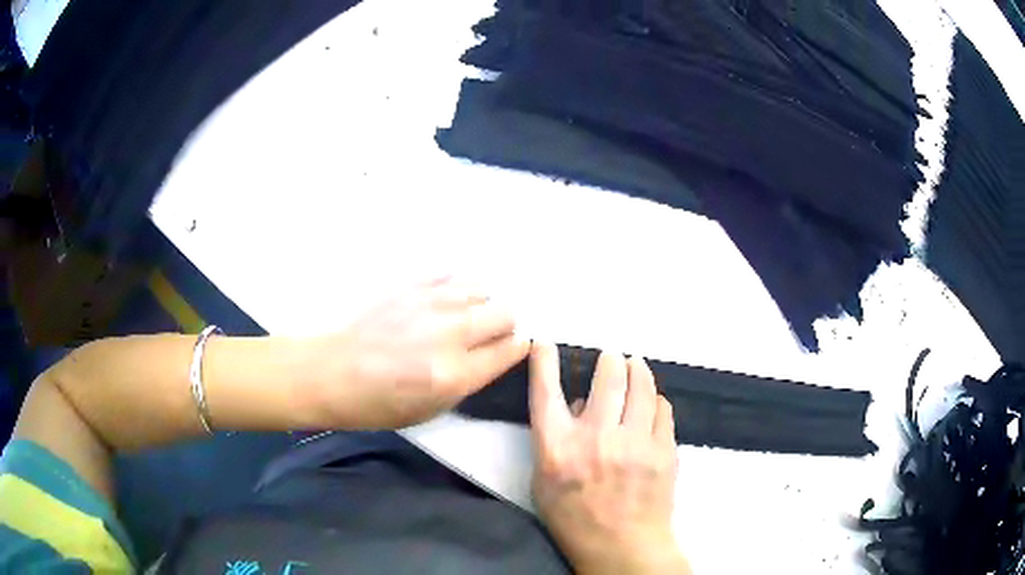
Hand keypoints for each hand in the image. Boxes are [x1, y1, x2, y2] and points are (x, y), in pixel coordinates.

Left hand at [307, 276, 529, 428]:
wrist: (331, 372)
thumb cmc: (379, 403)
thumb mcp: (432, 410)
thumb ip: (470, 380)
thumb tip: (496, 353)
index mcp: (454, 374)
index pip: (510, 349)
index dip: (516, 349)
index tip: (511, 348)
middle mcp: (449, 333)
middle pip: (505, 313)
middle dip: (504, 326)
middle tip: (486, 337)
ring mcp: (429, 303)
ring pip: (483, 288)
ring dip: (481, 304)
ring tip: (462, 318)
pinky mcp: (411, 285)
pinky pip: (453, 276)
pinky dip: (457, 290)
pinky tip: (442, 304)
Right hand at [529, 342, 690, 574]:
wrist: (624, 547)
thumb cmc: (575, 520)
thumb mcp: (545, 484)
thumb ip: (555, 442)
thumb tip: (576, 406)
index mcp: (558, 449)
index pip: (546, 393)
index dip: (544, 362)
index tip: (545, 344)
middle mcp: (596, 438)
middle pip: (607, 377)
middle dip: (609, 359)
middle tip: (611, 357)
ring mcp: (635, 443)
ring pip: (641, 385)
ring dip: (637, 369)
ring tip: (635, 365)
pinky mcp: (663, 449)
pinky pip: (662, 408)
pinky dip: (655, 400)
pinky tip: (652, 403)